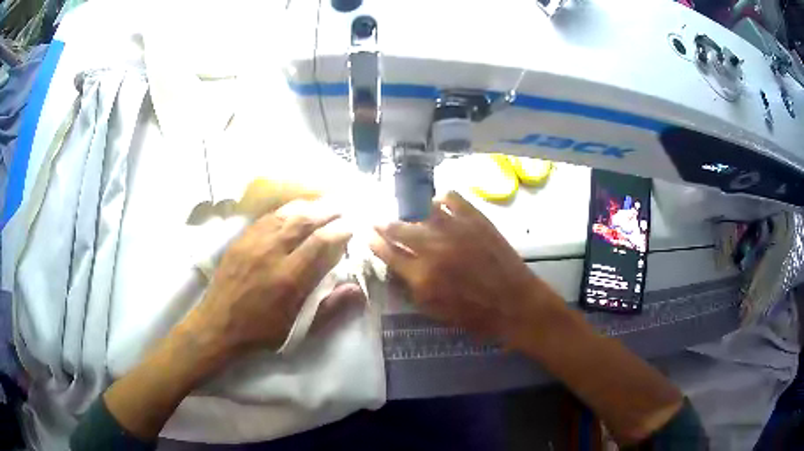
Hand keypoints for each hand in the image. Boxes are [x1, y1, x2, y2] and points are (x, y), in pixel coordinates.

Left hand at [193, 199, 355, 355]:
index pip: (319, 242)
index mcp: (288, 277)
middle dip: (327, 211)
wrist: (219, 324)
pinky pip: (266, 217)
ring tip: (322, 202)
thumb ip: (329, 308)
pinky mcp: (241, 239)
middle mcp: (271, 252)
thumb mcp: (298, 328)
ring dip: (307, 206)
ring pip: (285, 215)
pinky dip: (284, 210)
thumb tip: (358, 289)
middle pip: (303, 221)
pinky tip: (293, 209)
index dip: (339, 231)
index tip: (352, 227)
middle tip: (343, 206)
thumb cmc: (261, 330)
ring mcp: (253, 242)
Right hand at [369, 191, 563, 345]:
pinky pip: (451, 198)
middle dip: (384, 224)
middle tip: (378, 220)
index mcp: (422, 276)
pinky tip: (439, 205)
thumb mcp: (435, 311)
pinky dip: (442, 200)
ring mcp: (456, 229)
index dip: (374, 242)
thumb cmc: (474, 315)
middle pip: (399, 228)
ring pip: (422, 210)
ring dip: (412, 213)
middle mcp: (435, 248)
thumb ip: (411, 287)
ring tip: (410, 213)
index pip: (388, 253)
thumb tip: (397, 267)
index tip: (367, 234)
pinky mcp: (476, 219)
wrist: (514, 303)